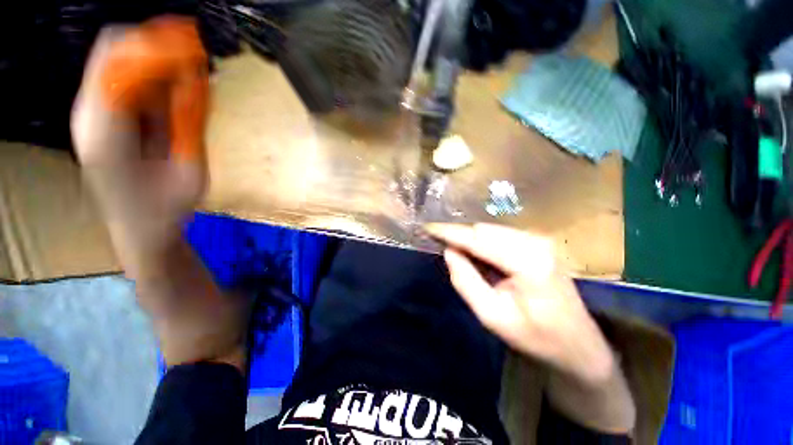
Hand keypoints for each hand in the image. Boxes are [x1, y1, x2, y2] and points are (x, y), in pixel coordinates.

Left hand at [72, 27, 206, 254]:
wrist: (139, 229)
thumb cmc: (166, 210)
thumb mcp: (190, 171)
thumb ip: (189, 123)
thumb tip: (197, 78)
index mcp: (105, 134)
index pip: (122, 67)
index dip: (160, 50)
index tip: (198, 47)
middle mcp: (89, 114)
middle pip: (112, 49)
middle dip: (155, 40)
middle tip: (196, 47)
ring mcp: (93, 111)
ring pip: (117, 56)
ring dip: (155, 52)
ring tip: (192, 62)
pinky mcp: (103, 112)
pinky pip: (126, 73)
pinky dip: (153, 68)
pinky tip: (178, 79)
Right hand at [424, 223, 614, 385]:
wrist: (578, 345)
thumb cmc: (535, 337)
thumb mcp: (491, 315)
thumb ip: (465, 280)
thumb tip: (449, 251)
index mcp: (527, 261)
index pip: (478, 238)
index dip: (450, 232)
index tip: (428, 228)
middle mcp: (535, 242)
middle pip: (484, 230)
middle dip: (459, 235)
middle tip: (439, 243)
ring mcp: (539, 240)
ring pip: (491, 230)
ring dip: (470, 239)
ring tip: (457, 253)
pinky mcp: (539, 243)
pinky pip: (500, 235)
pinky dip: (483, 242)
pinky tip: (478, 256)